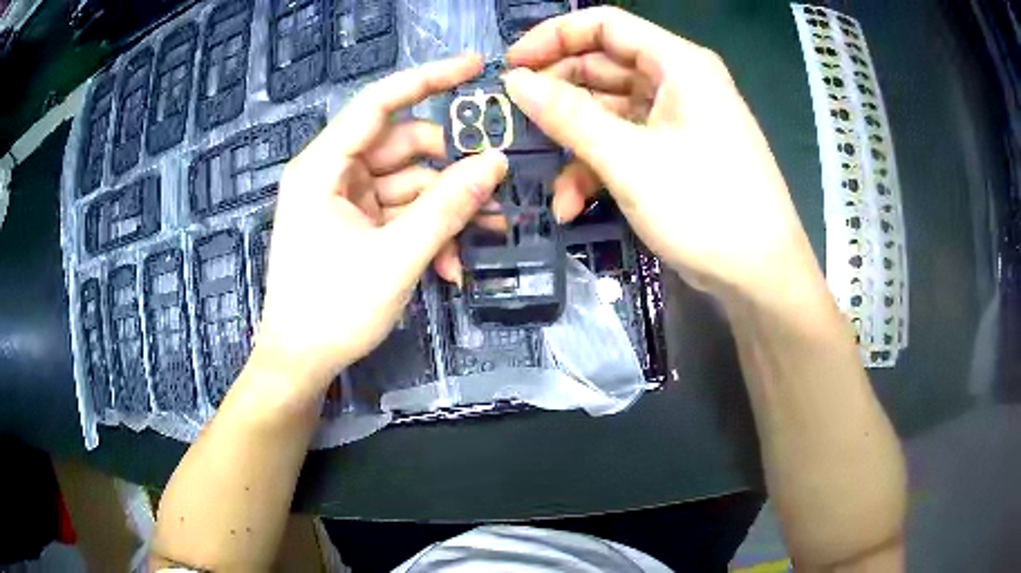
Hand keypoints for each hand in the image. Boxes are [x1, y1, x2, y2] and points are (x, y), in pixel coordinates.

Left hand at [253, 55, 507, 399]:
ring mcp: (344, 203)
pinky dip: (427, 233)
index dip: (428, 79)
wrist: (300, 364)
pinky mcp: (354, 228)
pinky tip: (452, 266)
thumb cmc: (332, 310)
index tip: (475, 66)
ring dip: (446, 209)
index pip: (379, 104)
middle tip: (496, 185)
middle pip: (403, 149)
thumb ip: (446, 207)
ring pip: (408, 185)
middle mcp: (332, 175)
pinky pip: (399, 215)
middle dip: (450, 169)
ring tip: (486, 235)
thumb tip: (496, 163)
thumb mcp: (396, 258)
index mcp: (324, 168)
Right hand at [503, 7, 818, 301]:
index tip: (511, 67)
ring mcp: (676, 119)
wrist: (760, 276)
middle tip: (517, 123)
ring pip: (608, 111)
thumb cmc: (706, 207)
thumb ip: (568, 115)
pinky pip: (625, 143)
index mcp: (677, 64)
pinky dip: (597, 168)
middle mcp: (678, 82)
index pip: (604, 25)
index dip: (553, 38)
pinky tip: (572, 204)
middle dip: (557, 97)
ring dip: (574, 145)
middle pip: (602, 67)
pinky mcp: (673, 153)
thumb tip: (515, 81)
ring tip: (547, 181)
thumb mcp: (629, 159)